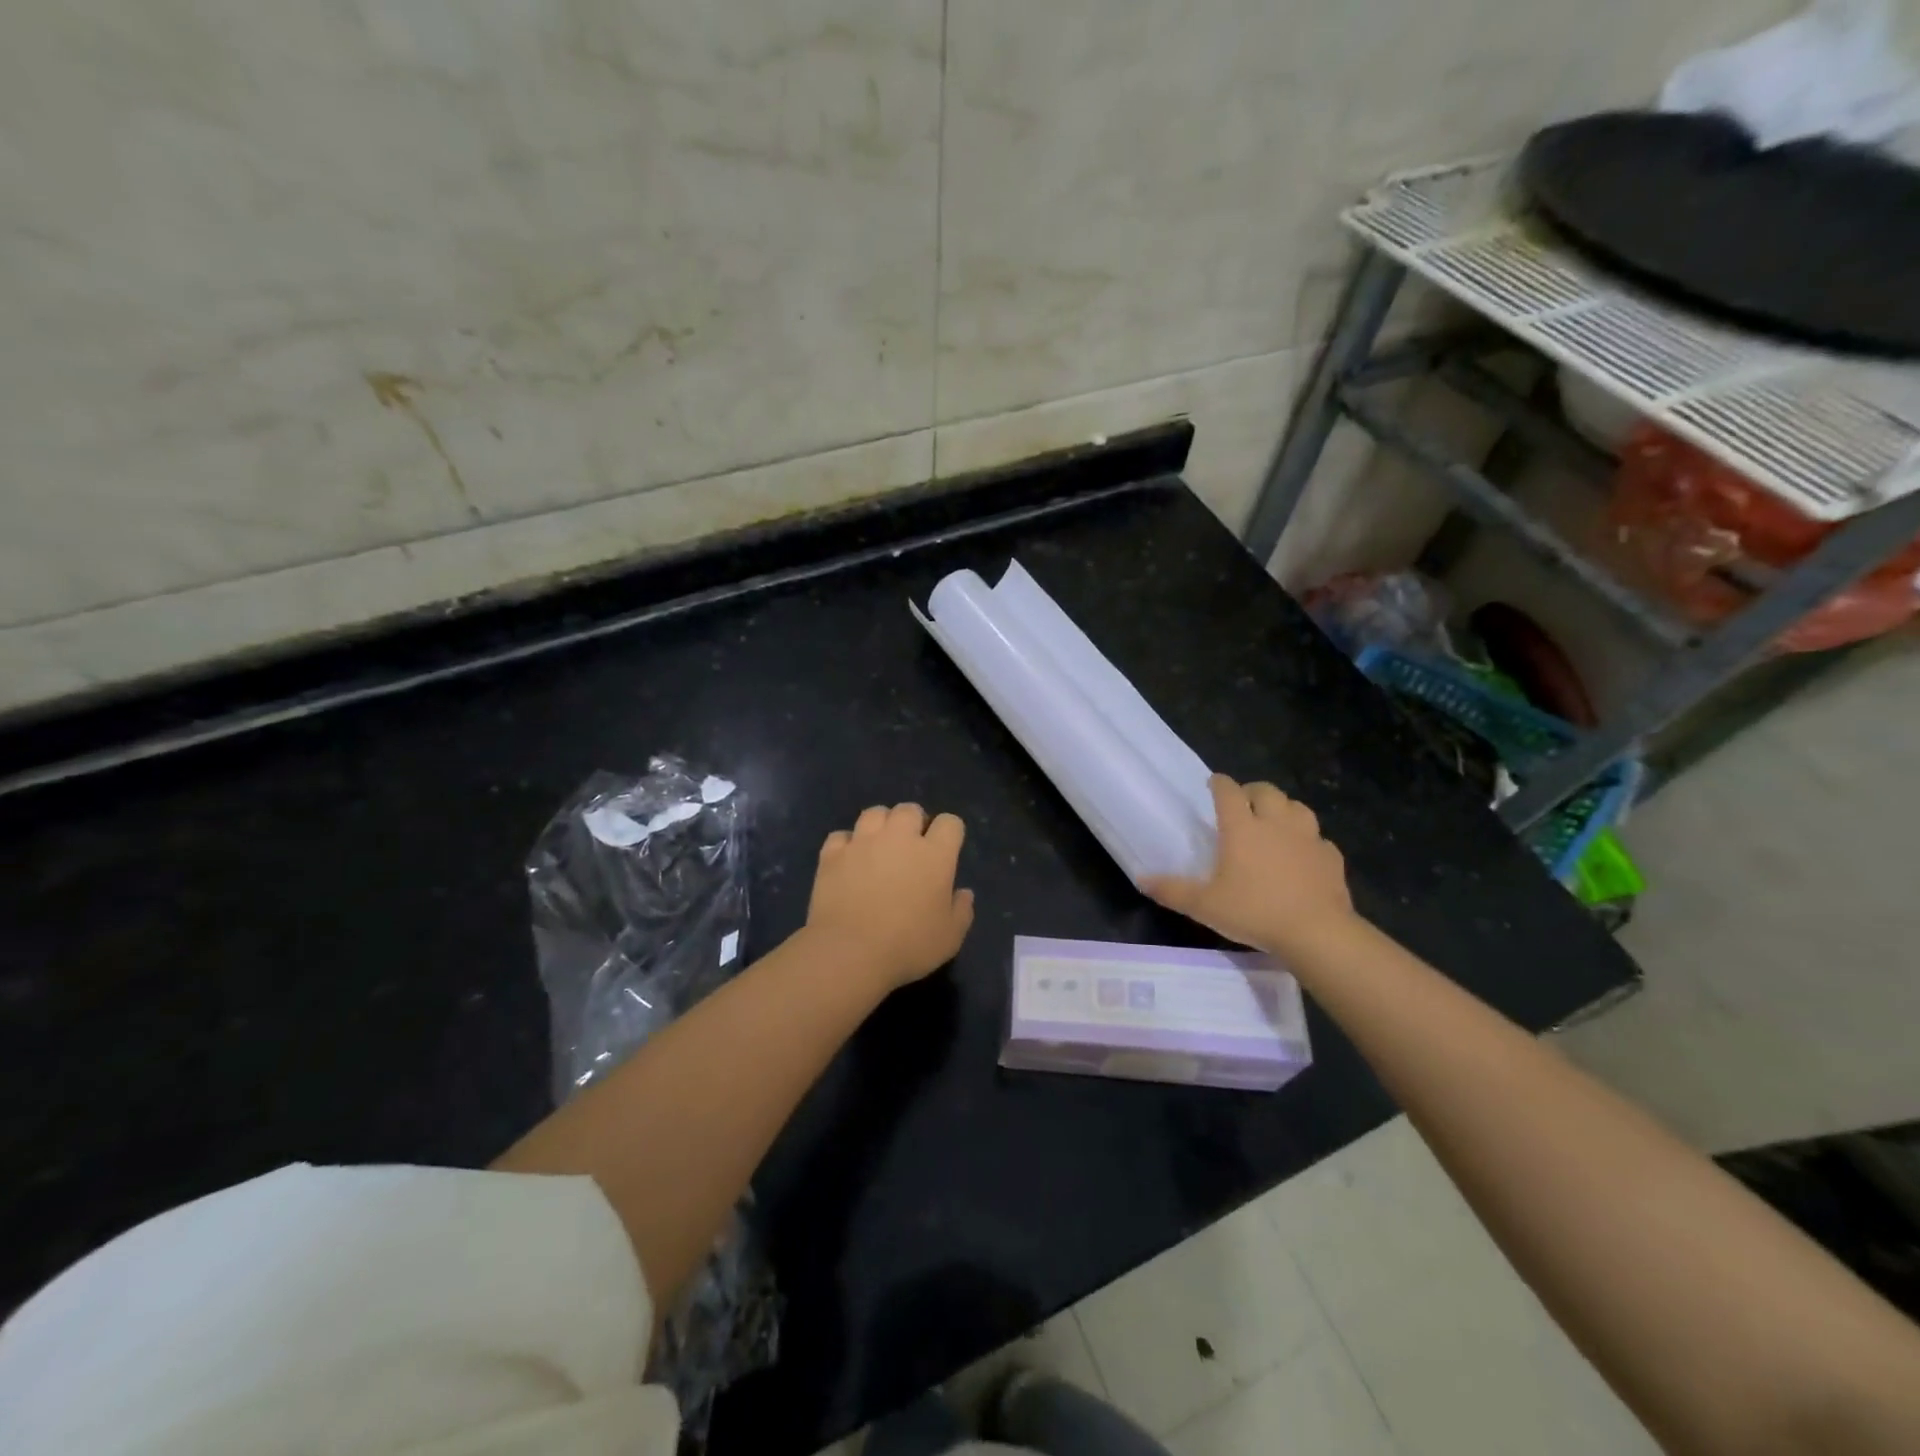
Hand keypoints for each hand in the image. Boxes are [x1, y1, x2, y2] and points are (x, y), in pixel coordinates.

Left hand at [806, 803, 975, 990]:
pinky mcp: (832, 854)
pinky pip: (841, 836)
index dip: (949, 833)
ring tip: (879, 846)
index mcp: (934, 854)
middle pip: (909, 810)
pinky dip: (846, 844)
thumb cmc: (908, 945)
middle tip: (911, 848)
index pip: (950, 822)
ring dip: (880, 825)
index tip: (945, 851)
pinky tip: (848, 861)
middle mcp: (899, 838)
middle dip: (913, 822)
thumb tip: (964, 893)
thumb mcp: (950, 937)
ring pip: (874, 813)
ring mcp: (863, 842)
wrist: (850, 952)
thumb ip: (962, 910)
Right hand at [1142, 775, 1357, 963]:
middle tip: (1243, 804)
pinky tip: (1303, 854)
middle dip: (1252, 791)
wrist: (1317, 933)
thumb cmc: (1255, 912)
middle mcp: (1276, 823)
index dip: (1219, 783)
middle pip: (1266, 791)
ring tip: (1274, 822)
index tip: (1213, 783)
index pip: (1229, 791)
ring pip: (1297, 807)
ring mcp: (1308, 838)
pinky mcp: (1331, 857)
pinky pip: (1318, 838)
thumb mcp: (1204, 906)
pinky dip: (1308, 840)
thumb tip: (1142, 879)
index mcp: (1242, 828)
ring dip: (1283, 808)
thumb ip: (1172, 890)